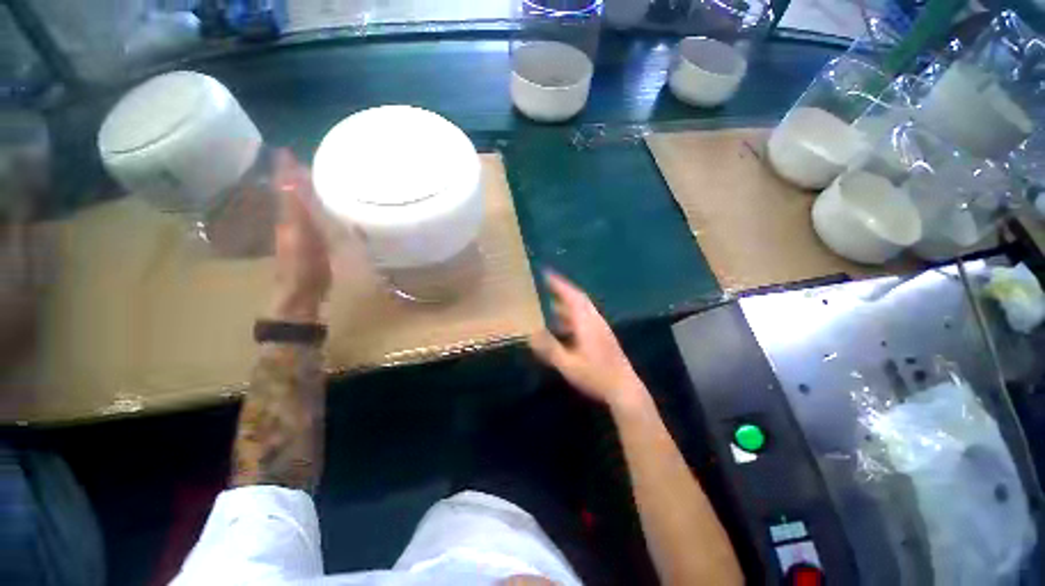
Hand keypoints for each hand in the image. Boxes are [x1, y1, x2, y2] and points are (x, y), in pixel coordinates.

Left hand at [270, 149, 331, 322]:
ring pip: (304, 206)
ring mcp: (303, 234)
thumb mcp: (299, 237)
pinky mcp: (315, 244)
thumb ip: (296, 211)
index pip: (285, 187)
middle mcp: (292, 222)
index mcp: (288, 217)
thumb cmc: (302, 267)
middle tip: (311, 159)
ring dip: (308, 191)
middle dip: (298, 176)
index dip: (286, 169)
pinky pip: (315, 219)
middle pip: (293, 194)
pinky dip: (319, 208)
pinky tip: (329, 206)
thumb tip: (289, 181)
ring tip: (321, 177)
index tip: (288, 148)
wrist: (302, 294)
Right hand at [529, 271, 645, 407]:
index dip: (559, 284)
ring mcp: (600, 327)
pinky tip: (563, 324)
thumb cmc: (596, 375)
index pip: (571, 296)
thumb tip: (531, 333)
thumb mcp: (568, 364)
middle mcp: (594, 320)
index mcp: (586, 322)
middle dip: (562, 289)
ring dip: (567, 302)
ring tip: (550, 302)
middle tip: (546, 284)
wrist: (624, 388)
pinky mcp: (602, 335)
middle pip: (578, 298)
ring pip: (582, 308)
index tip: (546, 273)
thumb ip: (550, 348)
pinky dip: (572, 314)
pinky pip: (584, 317)